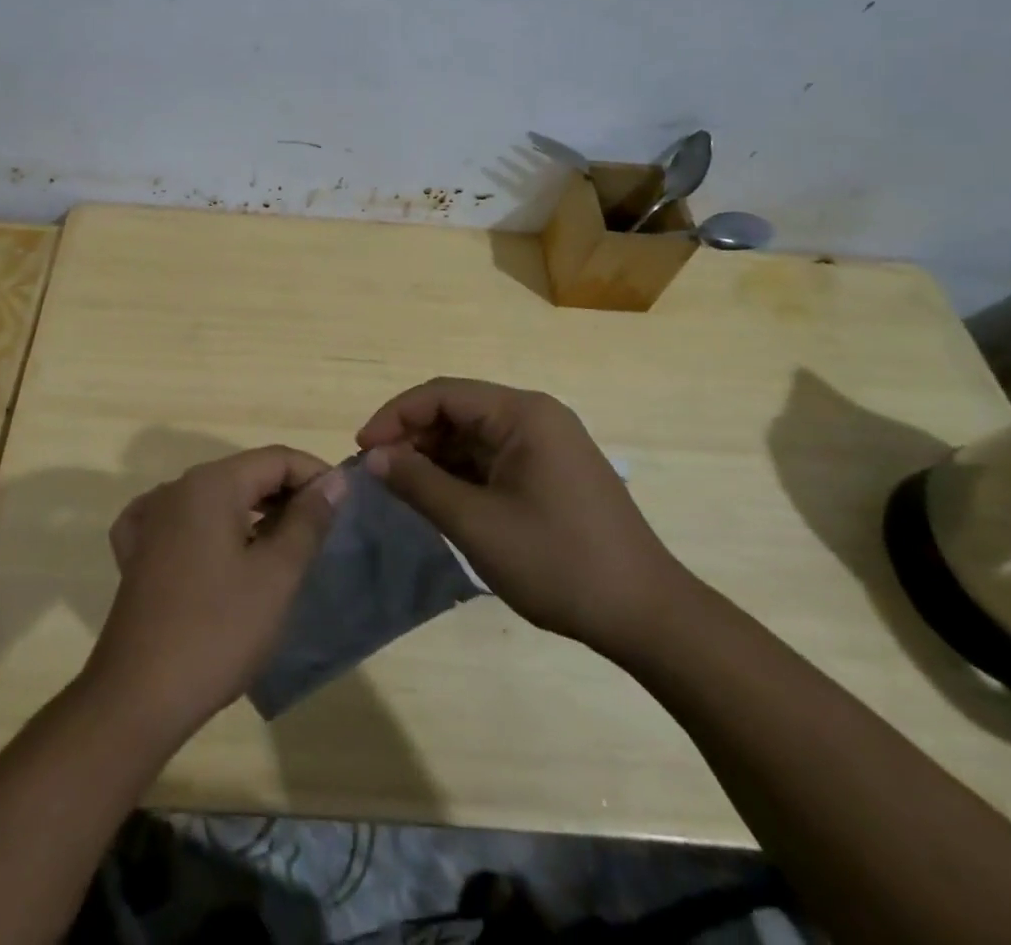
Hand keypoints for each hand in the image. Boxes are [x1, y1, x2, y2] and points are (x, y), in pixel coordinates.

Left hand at [86, 446, 347, 740]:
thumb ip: (308, 520)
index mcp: (211, 484)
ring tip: (284, 546)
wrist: (138, 697)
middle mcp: (176, 488)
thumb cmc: (218, 631)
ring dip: (253, 512)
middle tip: (321, 531)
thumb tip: (335, 480)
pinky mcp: (137, 551)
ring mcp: (150, 518)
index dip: (316, 475)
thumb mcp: (277, 575)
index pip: (276, 458)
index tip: (344, 506)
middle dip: (287, 494)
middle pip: (245, 473)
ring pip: (215, 497)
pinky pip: (183, 521)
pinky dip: (211, 529)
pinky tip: (220, 551)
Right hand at [358, 378, 690, 660]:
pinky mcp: (551, 472)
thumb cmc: (559, 562)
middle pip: (457, 411)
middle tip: (377, 474)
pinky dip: (460, 474)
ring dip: (434, 458)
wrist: (648, 616)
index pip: (441, 394)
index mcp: (522, 413)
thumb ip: (419, 483)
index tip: (362, 451)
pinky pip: (492, 458)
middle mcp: (535, 416)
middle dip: (412, 437)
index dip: (395, 416)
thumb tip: (374, 457)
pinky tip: (439, 500)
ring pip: (472, 436)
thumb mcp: (477, 524)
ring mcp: (547, 444)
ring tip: (401, 489)